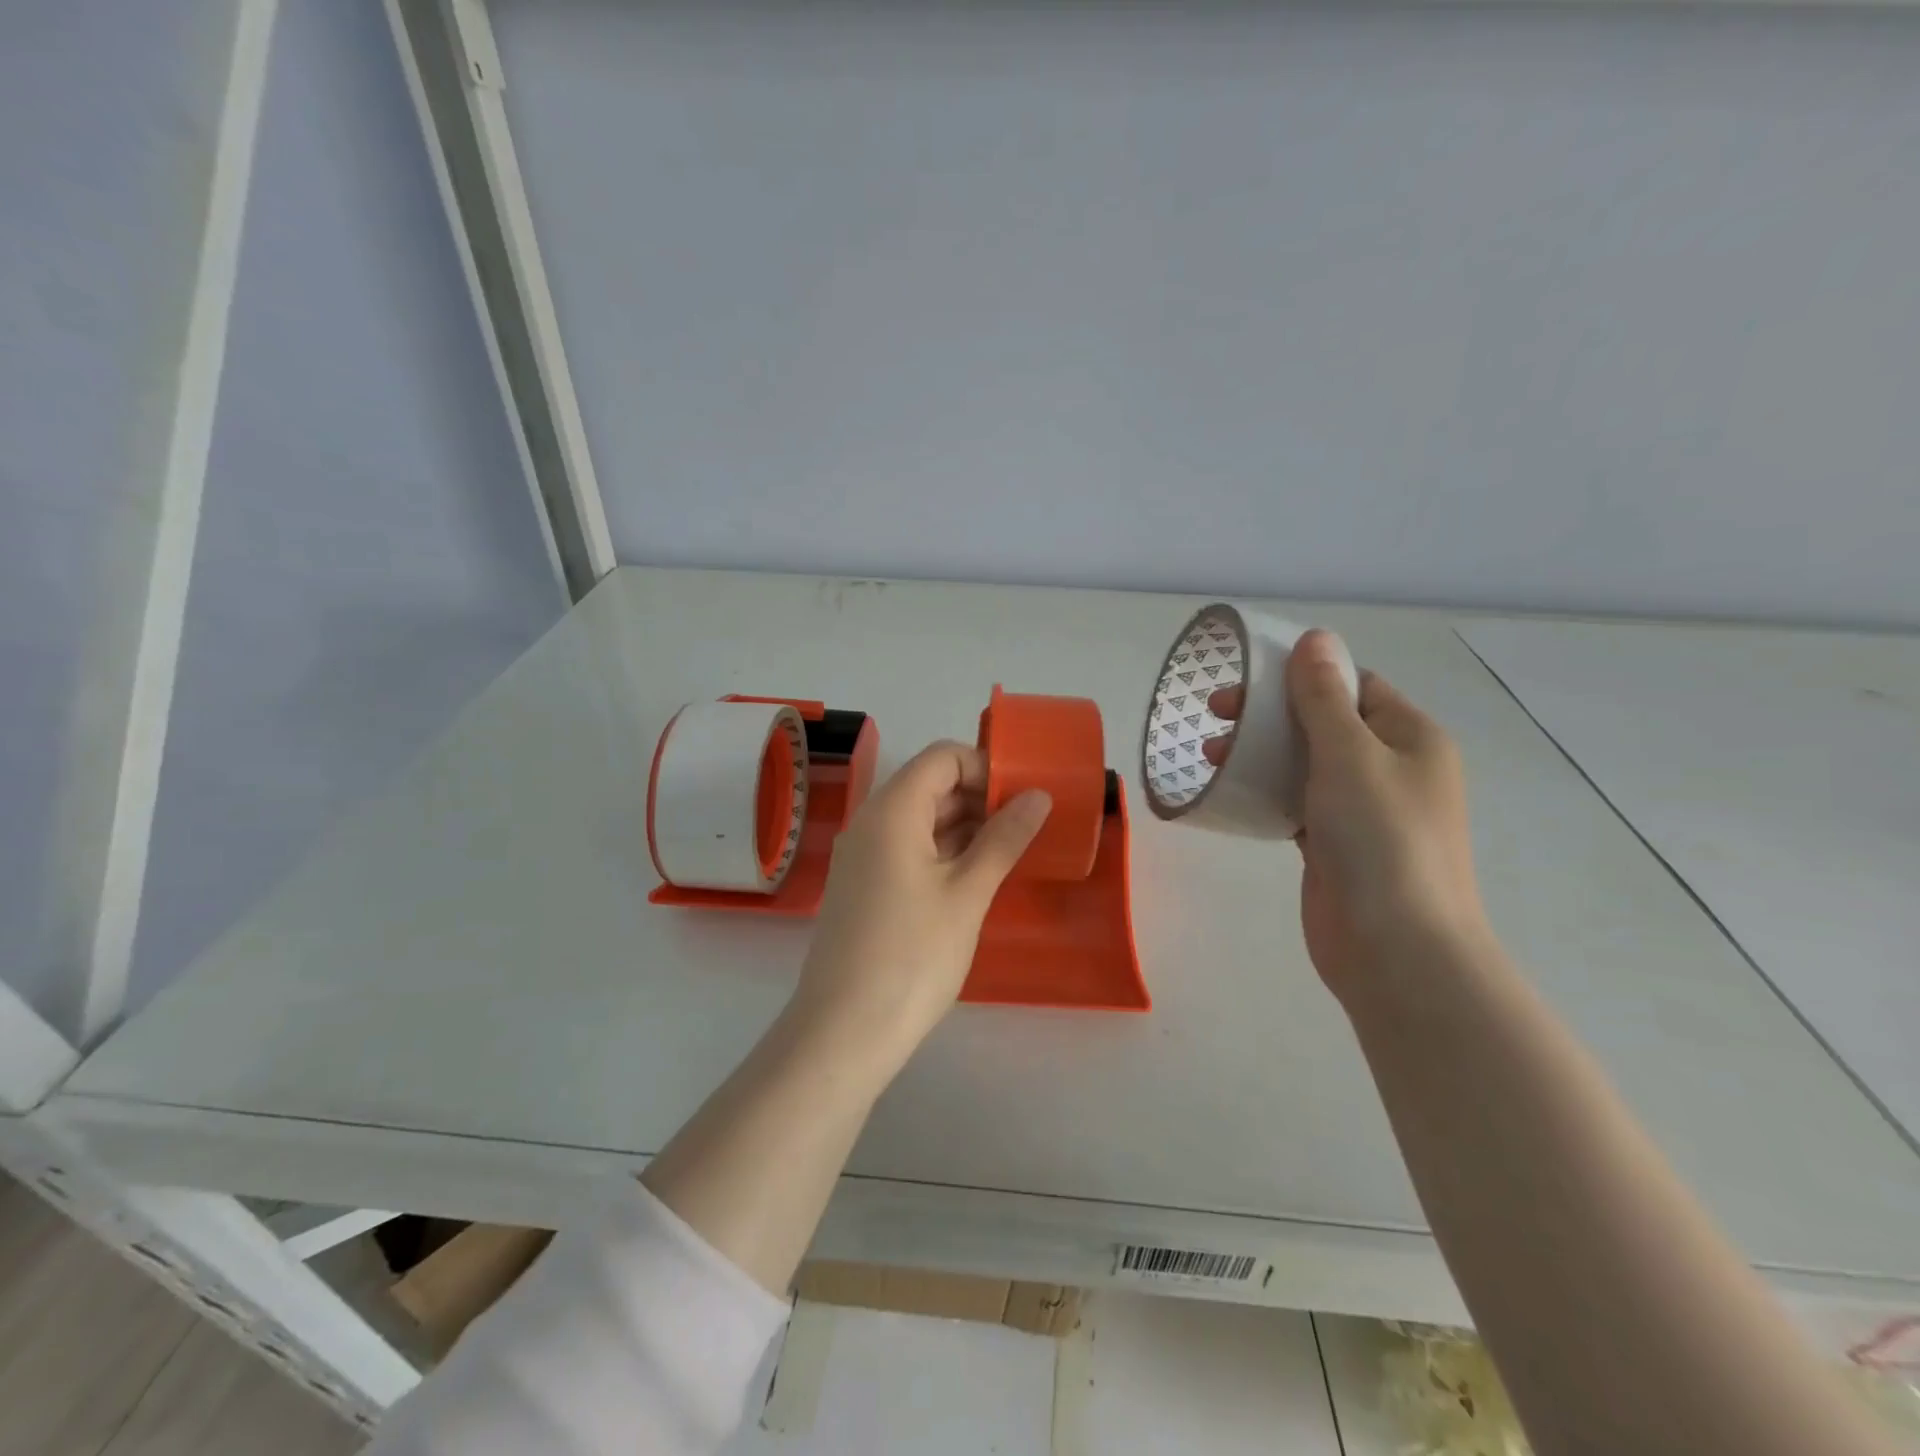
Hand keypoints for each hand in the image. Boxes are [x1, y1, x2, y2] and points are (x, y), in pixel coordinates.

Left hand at [787, 741, 1051, 1080]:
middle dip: (979, 797)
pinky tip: (975, 876)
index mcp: (892, 810)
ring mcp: (862, 856)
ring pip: (919, 819)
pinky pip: (906, 848)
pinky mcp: (863, 886)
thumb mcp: (968, 894)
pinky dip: (942, 851)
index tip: (1024, 797)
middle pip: (929, 785)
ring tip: (1010, 850)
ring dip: (964, 826)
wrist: (844, 1031)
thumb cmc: (912, 955)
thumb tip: (1037, 796)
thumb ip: (1003, 838)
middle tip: (1026, 826)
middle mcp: (870, 822)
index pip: (942, 758)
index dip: (985, 767)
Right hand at [1205, 630, 1486, 999]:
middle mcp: (1393, 768)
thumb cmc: (1379, 838)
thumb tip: (1316, 638)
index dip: (1301, 675)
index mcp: (1411, 737)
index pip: (1354, 685)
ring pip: (1307, 763)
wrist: (1396, 948)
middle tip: (1216, 715)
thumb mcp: (1349, 754)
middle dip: (1270, 714)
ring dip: (1262, 752)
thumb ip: (1324, 697)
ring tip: (1211, 755)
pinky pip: (1298, 802)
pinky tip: (1232, 792)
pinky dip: (1268, 791)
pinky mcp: (1336, 845)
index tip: (1247, 682)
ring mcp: (1365, 810)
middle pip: (1325, 722)